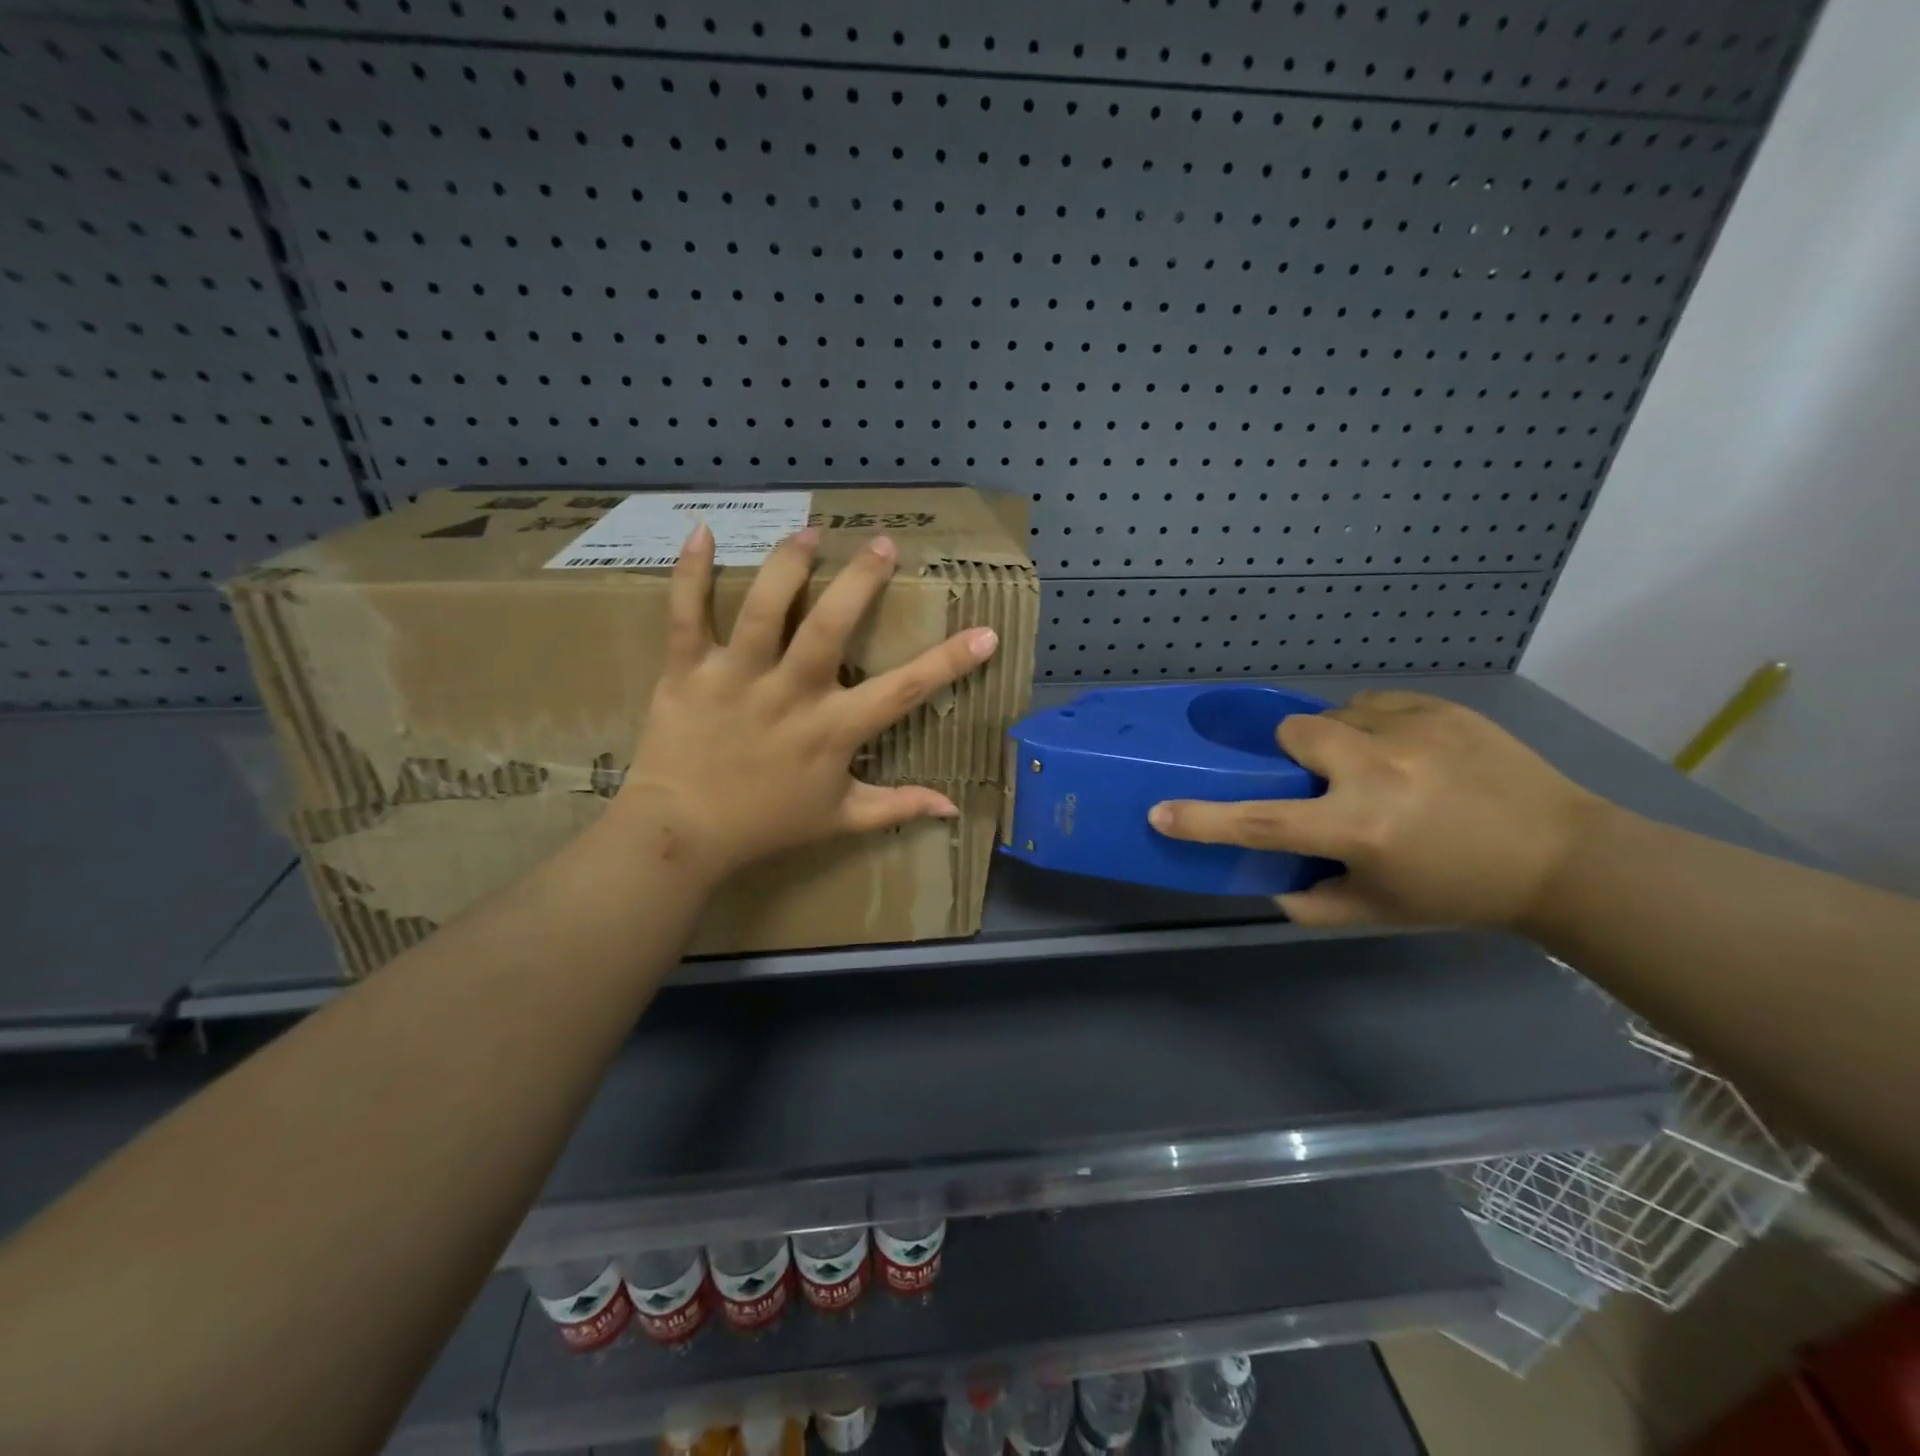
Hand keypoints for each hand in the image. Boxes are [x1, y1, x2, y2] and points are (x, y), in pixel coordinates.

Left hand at [611, 522, 998, 882]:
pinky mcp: (687, 671)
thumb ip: (897, 806)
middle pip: (829, 627)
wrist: (682, 835)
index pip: (902, 691)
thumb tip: (952, 808)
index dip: (949, 662)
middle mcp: (789, 694)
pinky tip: (700, 532)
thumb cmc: (766, 825)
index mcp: (832, 730)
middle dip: (860, 581)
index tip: (985, 632)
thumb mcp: (841, 819)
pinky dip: (690, 573)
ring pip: (762, 608)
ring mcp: (736, 678)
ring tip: (810, 534)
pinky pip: (686, 615)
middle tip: (882, 545)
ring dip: (787, 565)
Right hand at [1148, 690, 1607, 927]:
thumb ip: (1310, 902)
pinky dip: (1373, 725)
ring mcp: (1410, 731)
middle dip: (1293, 754)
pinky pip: (1375, 704)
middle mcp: (1376, 771)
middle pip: (1293, 732)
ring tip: (1373, 766)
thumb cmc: (1460, 892)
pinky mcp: (1440, 708)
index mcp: (1358, 828)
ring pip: (1334, 714)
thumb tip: (1269, 881)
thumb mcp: (1377, 911)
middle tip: (1320, 780)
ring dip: (1336, 740)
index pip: (1260, 823)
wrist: (1565, 856)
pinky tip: (1406, 752)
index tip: (1160, 812)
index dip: (1203, 820)